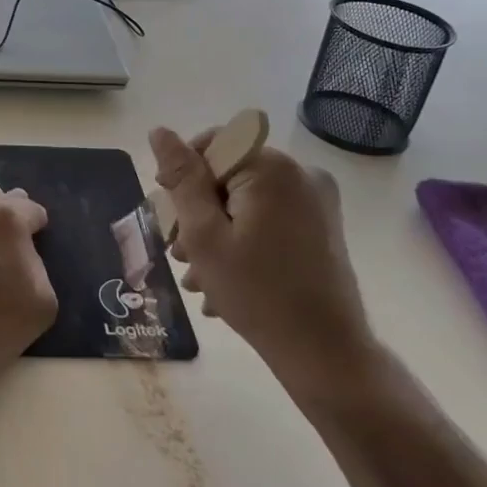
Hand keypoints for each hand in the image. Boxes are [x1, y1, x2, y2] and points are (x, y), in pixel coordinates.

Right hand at [148, 127, 379, 407]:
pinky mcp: (322, 226)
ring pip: (246, 200)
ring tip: (197, 276)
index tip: (169, 217)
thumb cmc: (258, 293)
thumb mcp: (204, 235)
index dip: (182, 177)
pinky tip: (225, 279)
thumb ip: (182, 179)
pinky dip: (243, 240)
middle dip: (197, 212)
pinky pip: (268, 217)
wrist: (326, 355)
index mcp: (272, 167)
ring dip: (216, 232)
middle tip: (179, 255)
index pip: (210, 145)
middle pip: (228, 174)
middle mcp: (300, 173)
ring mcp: (316, 201)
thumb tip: (160, 132)